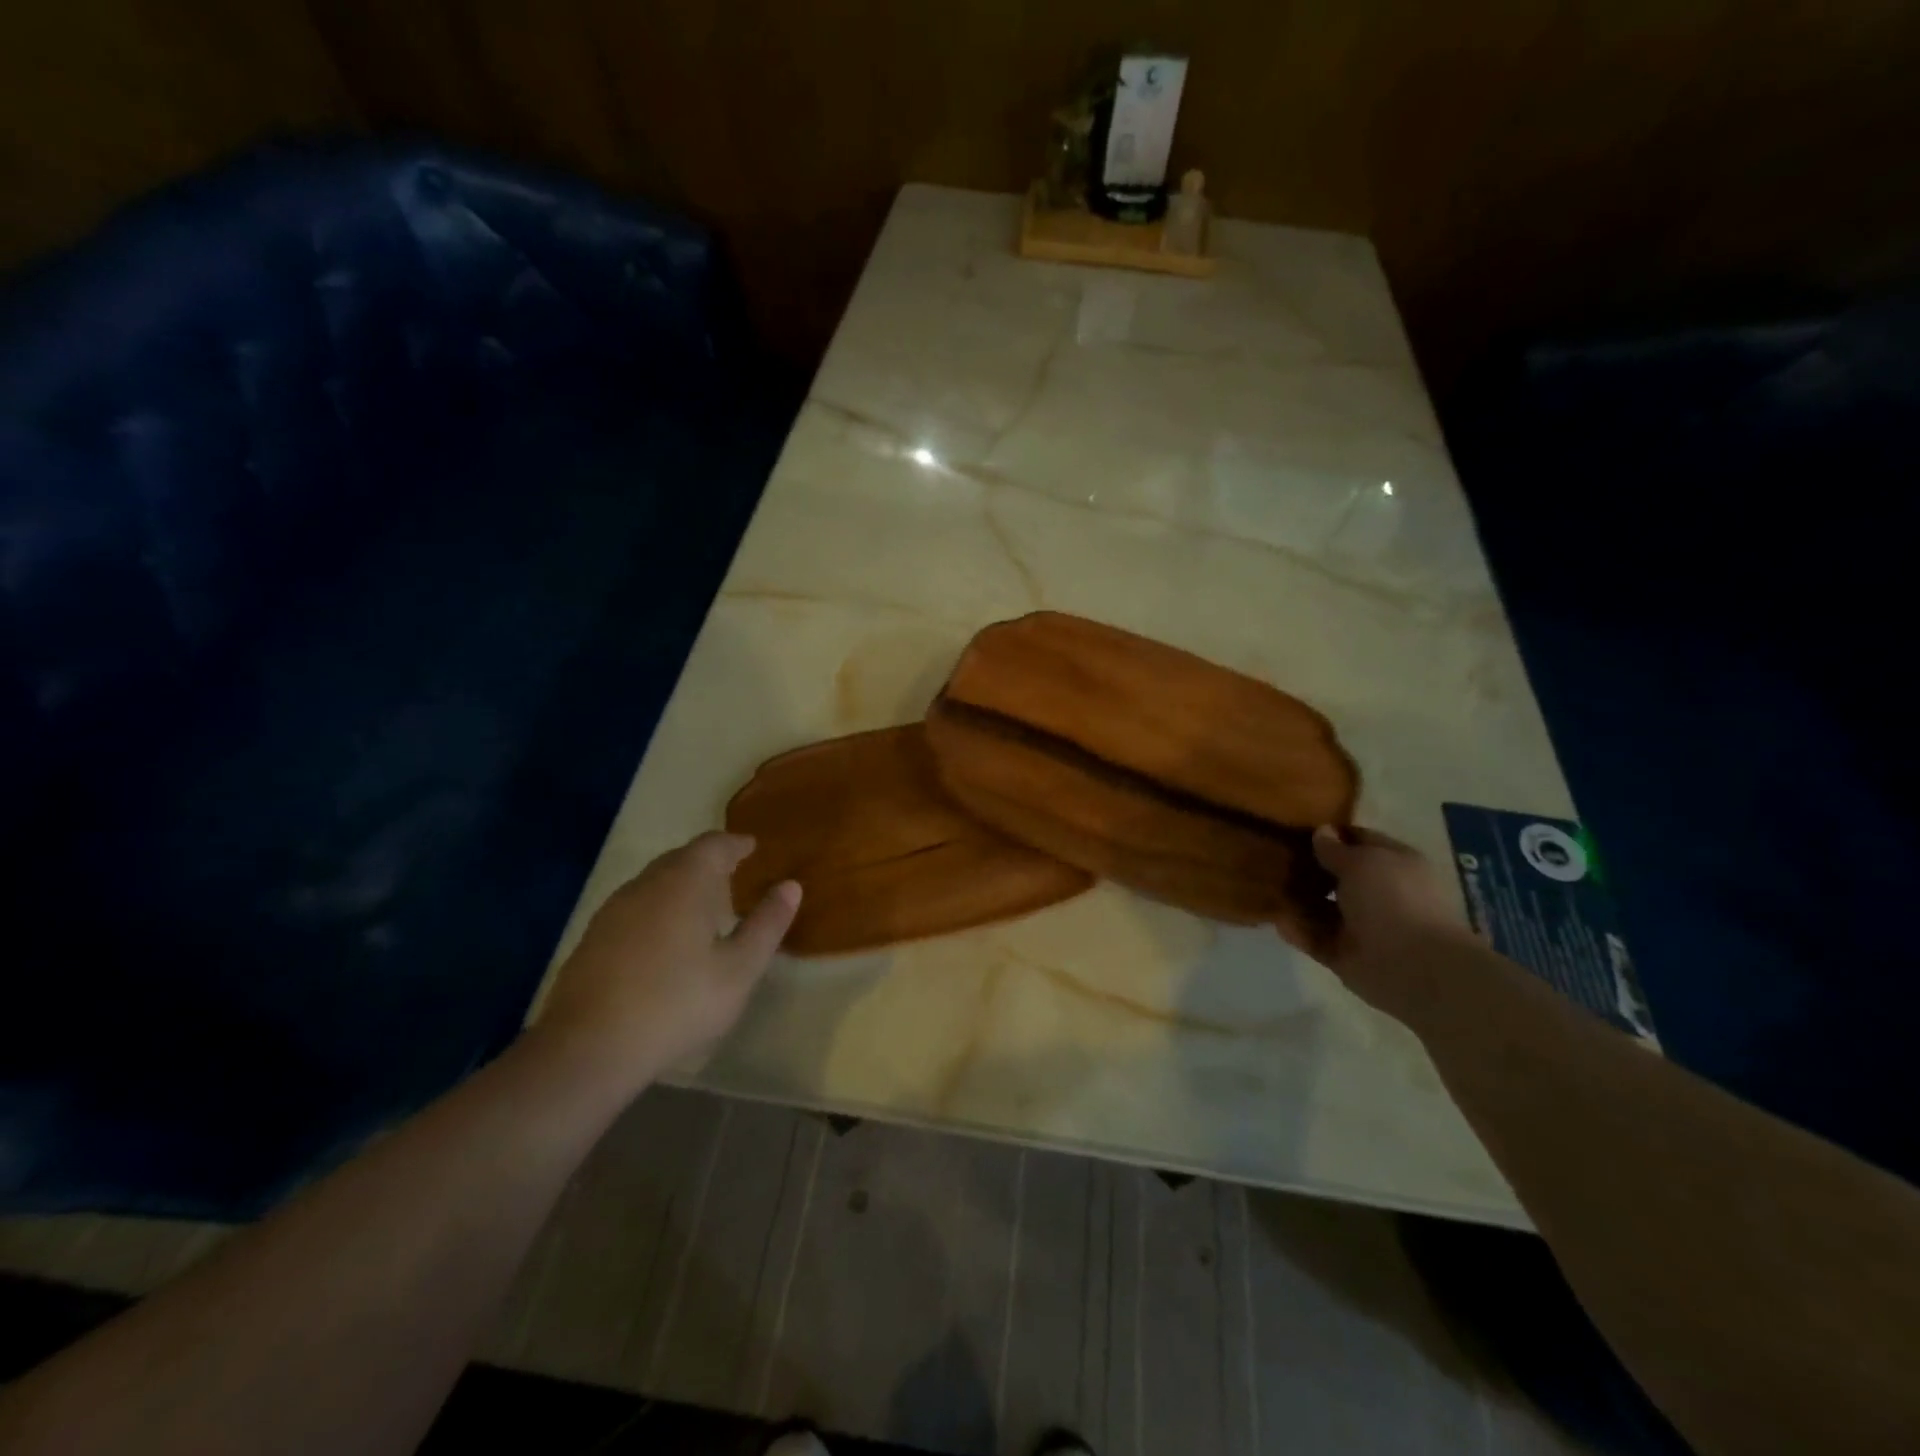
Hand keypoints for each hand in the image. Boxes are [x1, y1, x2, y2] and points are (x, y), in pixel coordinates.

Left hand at [535, 832, 800, 1092]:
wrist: (588, 1048)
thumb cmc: (678, 1003)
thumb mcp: (739, 969)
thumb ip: (766, 924)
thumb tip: (790, 886)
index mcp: (686, 882)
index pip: (714, 844)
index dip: (736, 843)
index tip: (752, 847)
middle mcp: (647, 883)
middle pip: (682, 857)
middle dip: (709, 861)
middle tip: (734, 873)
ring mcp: (614, 909)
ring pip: (655, 881)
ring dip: (681, 884)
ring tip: (703, 905)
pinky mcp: (593, 936)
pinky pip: (635, 906)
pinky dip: (658, 907)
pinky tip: (665, 937)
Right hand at [1278, 826, 1476, 1020]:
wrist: (1414, 967)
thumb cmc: (1393, 899)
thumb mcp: (1361, 861)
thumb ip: (1335, 849)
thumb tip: (1322, 832)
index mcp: (1395, 865)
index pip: (1360, 841)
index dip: (1331, 835)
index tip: (1296, 829)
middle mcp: (1380, 894)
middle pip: (1337, 877)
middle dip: (1309, 868)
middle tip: (1274, 857)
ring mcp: (1363, 926)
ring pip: (1323, 908)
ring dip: (1298, 900)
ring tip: (1266, 887)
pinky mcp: (1346, 955)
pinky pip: (1316, 938)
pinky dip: (1298, 930)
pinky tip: (1276, 919)